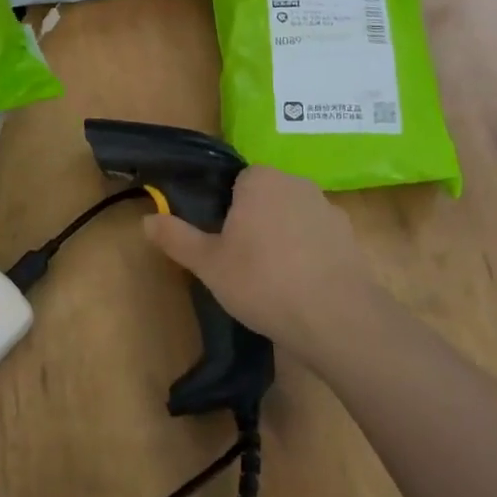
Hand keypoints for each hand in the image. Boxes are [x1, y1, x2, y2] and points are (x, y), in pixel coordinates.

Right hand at [145, 165, 382, 361]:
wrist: (336, 317)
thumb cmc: (263, 281)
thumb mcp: (209, 264)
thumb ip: (177, 238)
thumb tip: (147, 220)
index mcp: (260, 179)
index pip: (237, 182)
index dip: (228, 211)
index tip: (223, 242)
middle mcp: (296, 182)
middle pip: (266, 197)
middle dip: (255, 223)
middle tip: (242, 263)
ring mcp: (327, 208)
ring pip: (293, 218)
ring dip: (284, 239)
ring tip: (274, 280)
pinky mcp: (350, 237)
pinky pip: (319, 239)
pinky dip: (310, 256)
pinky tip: (303, 287)